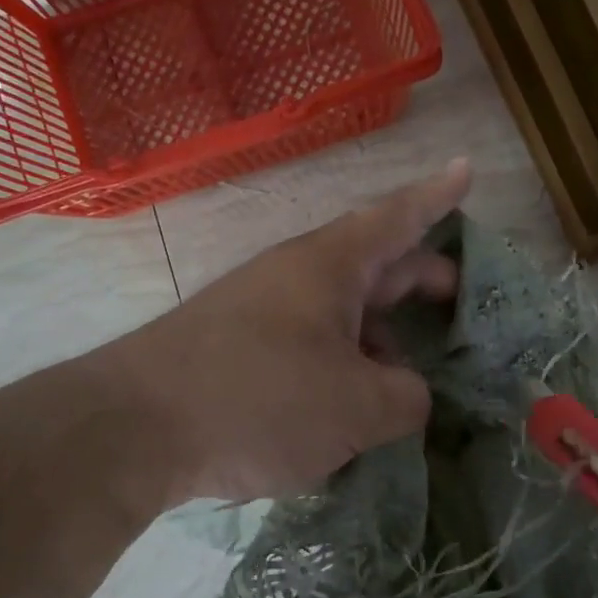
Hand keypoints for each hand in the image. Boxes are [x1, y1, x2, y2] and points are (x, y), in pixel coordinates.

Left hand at [103, 160, 471, 505]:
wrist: (131, 429)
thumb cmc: (260, 399)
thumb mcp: (357, 407)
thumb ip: (406, 399)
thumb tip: (409, 395)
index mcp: (332, 267)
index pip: (398, 217)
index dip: (439, 196)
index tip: (467, 168)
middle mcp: (296, 277)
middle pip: (375, 266)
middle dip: (421, 282)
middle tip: (458, 304)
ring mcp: (262, 311)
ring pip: (340, 313)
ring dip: (379, 339)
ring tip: (405, 386)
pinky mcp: (237, 349)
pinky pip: (309, 346)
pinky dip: (342, 368)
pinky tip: (348, 412)